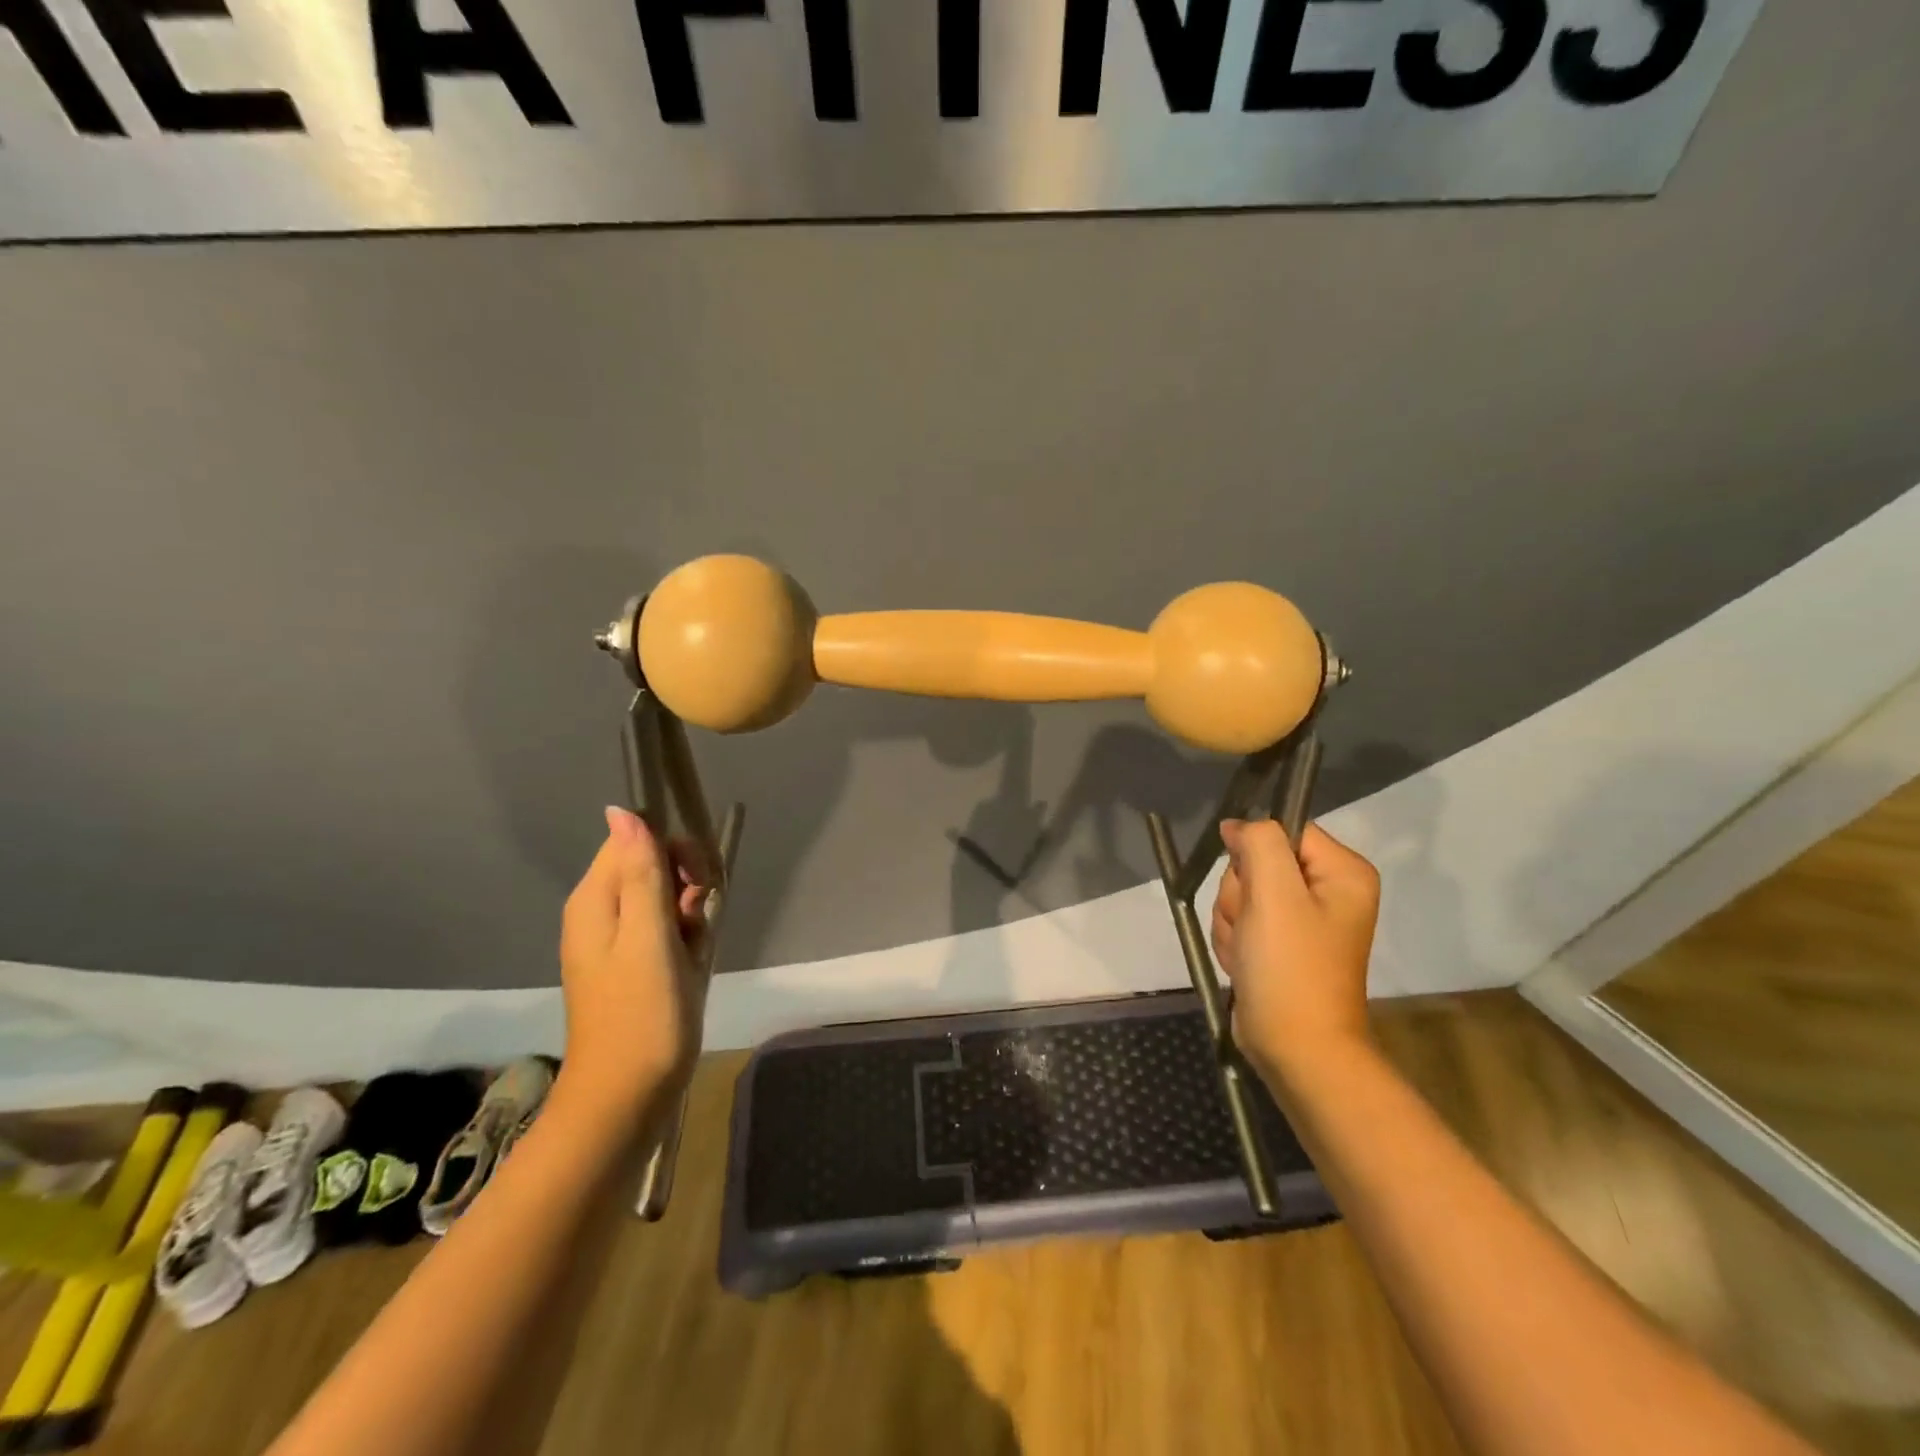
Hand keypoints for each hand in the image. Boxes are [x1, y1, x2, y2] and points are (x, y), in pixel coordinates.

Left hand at [557, 806, 711, 1121]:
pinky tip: (691, 966)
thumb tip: (622, 810)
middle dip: (686, 886)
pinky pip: (664, 931)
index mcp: (595, 900)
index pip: (635, 839)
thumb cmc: (642, 1015)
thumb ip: (640, 873)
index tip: (698, 884)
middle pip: (651, 866)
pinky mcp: (631, 966)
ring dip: (690, 917)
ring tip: (693, 952)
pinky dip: (685, 941)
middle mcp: (598, 913)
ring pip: (665, 899)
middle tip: (697, 922)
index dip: (674, 851)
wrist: (625, 1099)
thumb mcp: (649, 937)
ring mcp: (614, 942)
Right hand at [1210, 819, 1379, 1079]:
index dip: (1254, 853)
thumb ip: (1259, 843)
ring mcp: (1302, 920)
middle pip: (1256, 863)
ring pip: (1242, 894)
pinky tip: (1246, 964)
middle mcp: (1327, 891)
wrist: (1296, 1049)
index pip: (1282, 831)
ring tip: (1250, 952)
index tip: (1255, 888)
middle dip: (1241, 895)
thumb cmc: (1291, 968)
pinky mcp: (1280, 944)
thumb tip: (1239, 825)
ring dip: (1233, 921)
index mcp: (1343, 872)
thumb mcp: (1274, 894)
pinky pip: (1241, 921)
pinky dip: (1235, 941)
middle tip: (1253, 927)